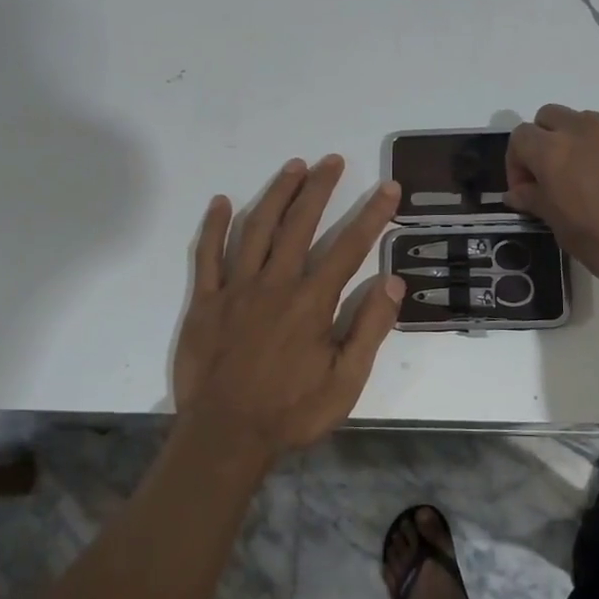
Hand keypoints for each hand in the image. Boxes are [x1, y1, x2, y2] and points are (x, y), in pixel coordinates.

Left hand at [174, 155, 404, 462]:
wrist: (224, 438)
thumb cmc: (291, 412)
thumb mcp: (346, 382)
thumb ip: (370, 329)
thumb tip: (393, 281)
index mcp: (311, 302)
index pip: (349, 247)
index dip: (372, 215)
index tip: (388, 187)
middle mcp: (274, 283)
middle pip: (300, 224)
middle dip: (319, 189)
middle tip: (333, 160)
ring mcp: (236, 289)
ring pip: (256, 228)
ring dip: (276, 194)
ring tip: (293, 167)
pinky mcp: (205, 302)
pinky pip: (207, 255)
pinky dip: (214, 227)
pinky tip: (221, 202)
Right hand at [507, 104, 598, 296]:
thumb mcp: (566, 233)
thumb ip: (538, 203)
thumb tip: (518, 192)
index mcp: (553, 153)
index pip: (519, 138)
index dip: (517, 163)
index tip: (528, 191)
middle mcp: (583, 129)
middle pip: (549, 117)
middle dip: (545, 141)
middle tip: (557, 176)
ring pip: (588, 119)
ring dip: (583, 140)